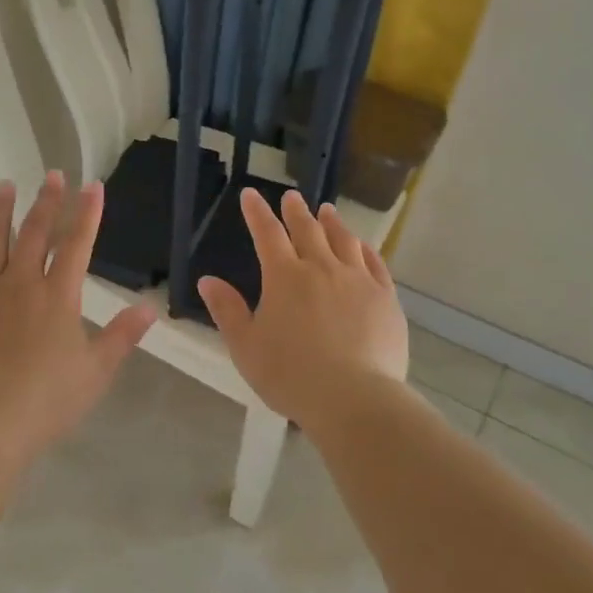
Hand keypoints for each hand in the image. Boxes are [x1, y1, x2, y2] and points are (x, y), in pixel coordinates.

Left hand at [0, 171, 156, 458]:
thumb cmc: (47, 400)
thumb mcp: (96, 372)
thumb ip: (122, 336)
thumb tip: (149, 308)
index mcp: (58, 296)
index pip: (77, 244)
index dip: (87, 213)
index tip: (92, 185)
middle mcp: (21, 284)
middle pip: (35, 233)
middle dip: (47, 202)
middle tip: (52, 174)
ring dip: (0, 212)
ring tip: (5, 186)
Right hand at [197, 188, 407, 431]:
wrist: (353, 398)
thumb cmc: (289, 374)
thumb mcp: (245, 346)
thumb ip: (227, 310)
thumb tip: (207, 280)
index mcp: (284, 277)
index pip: (267, 234)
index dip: (257, 212)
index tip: (251, 194)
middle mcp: (321, 268)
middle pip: (308, 230)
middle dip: (296, 211)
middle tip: (292, 197)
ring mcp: (357, 281)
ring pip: (344, 241)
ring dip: (332, 223)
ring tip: (328, 211)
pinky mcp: (385, 298)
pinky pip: (375, 263)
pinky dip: (365, 249)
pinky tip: (362, 245)